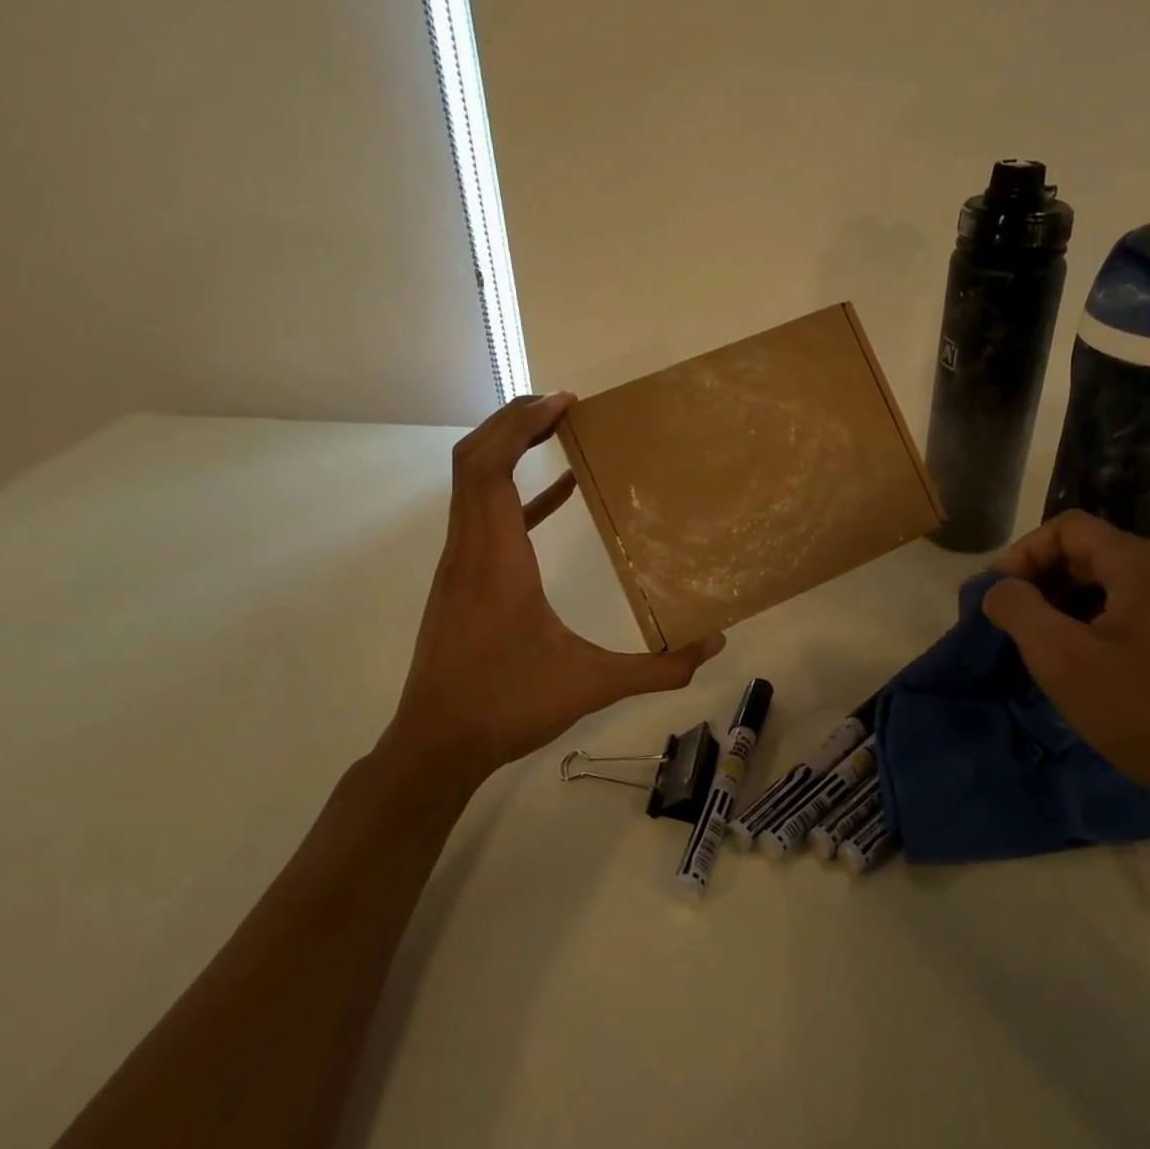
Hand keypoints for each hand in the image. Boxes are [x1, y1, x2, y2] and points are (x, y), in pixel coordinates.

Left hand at [382, 393, 723, 785]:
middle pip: (474, 460)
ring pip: (471, 484)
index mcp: (498, 560)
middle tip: (564, 404)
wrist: (436, 745)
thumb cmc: (508, 706)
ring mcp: (458, 565)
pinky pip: (483, 517)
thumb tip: (713, 646)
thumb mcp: (591, 685)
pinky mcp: (460, 581)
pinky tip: (559, 494)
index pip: (489, 468)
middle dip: (513, 421)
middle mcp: (469, 550)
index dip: (520, 424)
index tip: (563, 402)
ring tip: (557, 429)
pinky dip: (517, 493)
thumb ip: (657, 669)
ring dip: (508, 449)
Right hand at [982, 510, 1149, 840]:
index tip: (998, 596)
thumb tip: (1000, 588)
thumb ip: (1018, 610)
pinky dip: (1108, 624)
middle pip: (1094, 553)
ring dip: (1074, 605)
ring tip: (1050, 648)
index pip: (1067, 528)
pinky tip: (1097, 667)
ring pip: (1120, 585)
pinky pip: (1147, 611)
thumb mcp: (1062, 660)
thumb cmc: (1148, 713)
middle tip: (1015, 624)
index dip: (1022, 554)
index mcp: (1144, 563)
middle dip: (1045, 581)